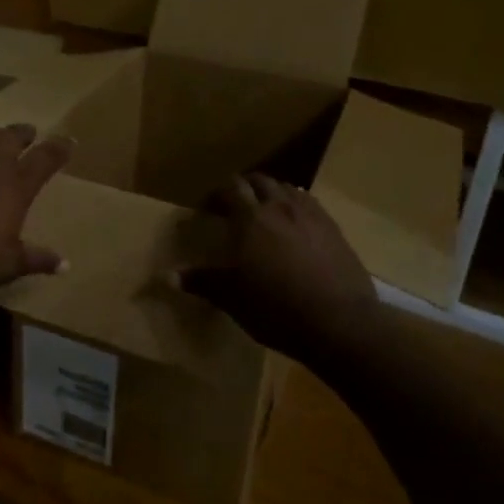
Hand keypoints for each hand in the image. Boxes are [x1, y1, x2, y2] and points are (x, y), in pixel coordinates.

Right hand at [176, 174, 376, 363]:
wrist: (339, 322)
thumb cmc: (276, 309)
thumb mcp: (232, 298)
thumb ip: (200, 281)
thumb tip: (164, 276)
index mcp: (250, 218)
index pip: (229, 188)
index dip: (216, 194)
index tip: (207, 209)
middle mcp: (280, 207)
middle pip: (259, 181)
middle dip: (244, 188)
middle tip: (234, 207)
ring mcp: (311, 215)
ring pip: (287, 188)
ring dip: (272, 194)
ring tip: (265, 212)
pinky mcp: (334, 228)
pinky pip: (310, 204)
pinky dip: (296, 206)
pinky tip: (296, 226)